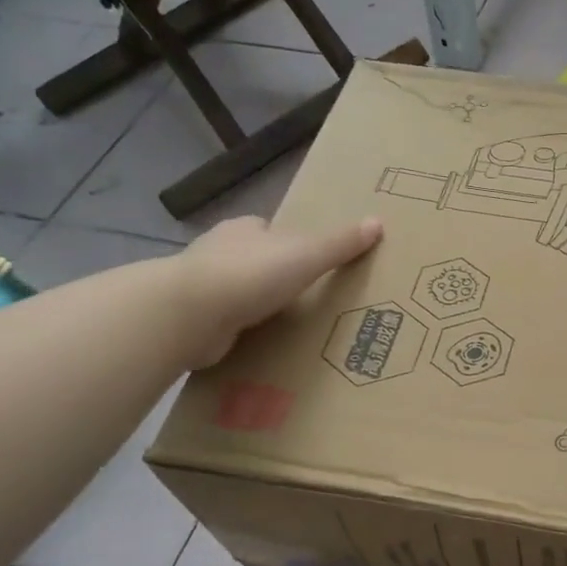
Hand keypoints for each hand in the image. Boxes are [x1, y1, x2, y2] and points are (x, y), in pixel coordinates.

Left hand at [171, 215, 382, 368]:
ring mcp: (202, 287)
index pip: (268, 230)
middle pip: (252, 259)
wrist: (189, 315)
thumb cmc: (250, 274)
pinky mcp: (194, 320)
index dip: (287, 242)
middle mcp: (218, 252)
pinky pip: (226, 323)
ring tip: (288, 324)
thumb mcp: (306, 255)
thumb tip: (378, 222)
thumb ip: (340, 243)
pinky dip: (241, 330)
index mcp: (243, 230)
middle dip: (272, 275)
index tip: (308, 260)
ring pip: (237, 292)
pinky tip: (260, 343)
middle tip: (305, 296)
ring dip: (255, 305)